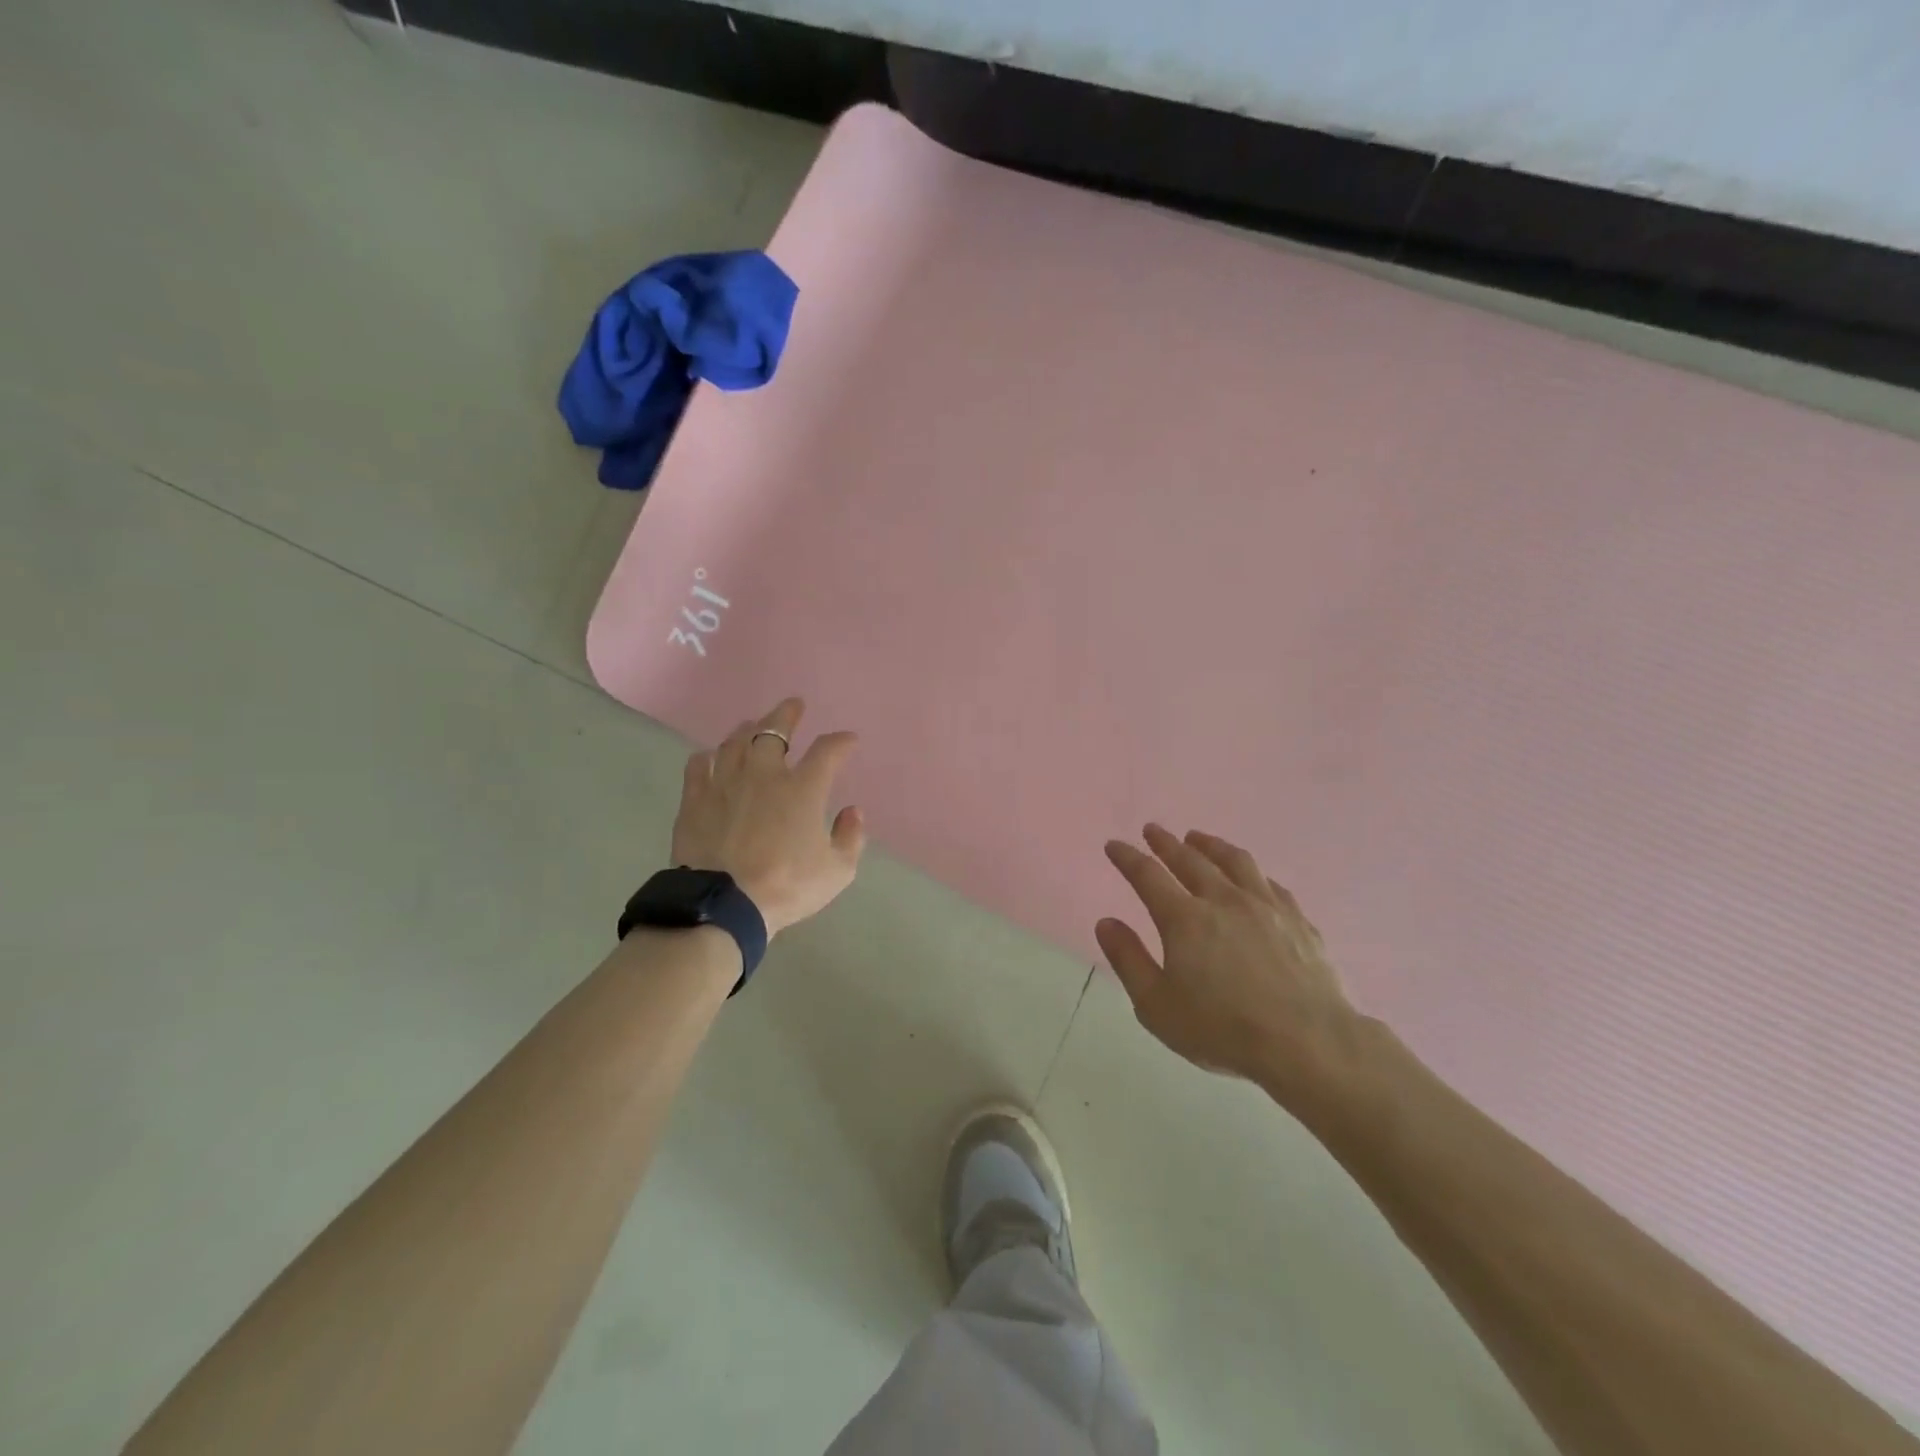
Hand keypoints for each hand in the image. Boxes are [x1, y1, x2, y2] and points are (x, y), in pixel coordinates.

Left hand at [671, 697, 865, 936]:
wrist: (724, 904)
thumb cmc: (786, 886)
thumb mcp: (837, 871)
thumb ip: (850, 837)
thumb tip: (853, 811)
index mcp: (803, 789)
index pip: (827, 751)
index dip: (841, 742)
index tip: (848, 740)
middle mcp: (764, 775)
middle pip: (774, 730)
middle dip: (787, 714)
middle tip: (794, 705)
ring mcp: (726, 783)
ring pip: (735, 742)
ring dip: (747, 729)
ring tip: (752, 725)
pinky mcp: (695, 799)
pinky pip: (699, 765)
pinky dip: (708, 757)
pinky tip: (711, 757)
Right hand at [1097, 825, 1361, 1098]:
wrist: (1307, 1043)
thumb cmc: (1222, 1029)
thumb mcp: (1156, 1005)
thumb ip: (1129, 960)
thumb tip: (1106, 922)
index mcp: (1184, 918)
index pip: (1147, 875)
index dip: (1127, 857)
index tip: (1114, 845)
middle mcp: (1223, 900)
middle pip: (1189, 859)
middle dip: (1166, 842)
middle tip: (1152, 830)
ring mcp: (1265, 906)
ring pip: (1234, 861)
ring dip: (1210, 845)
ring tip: (1197, 837)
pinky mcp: (1298, 920)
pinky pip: (1270, 884)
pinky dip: (1251, 873)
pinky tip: (1250, 876)